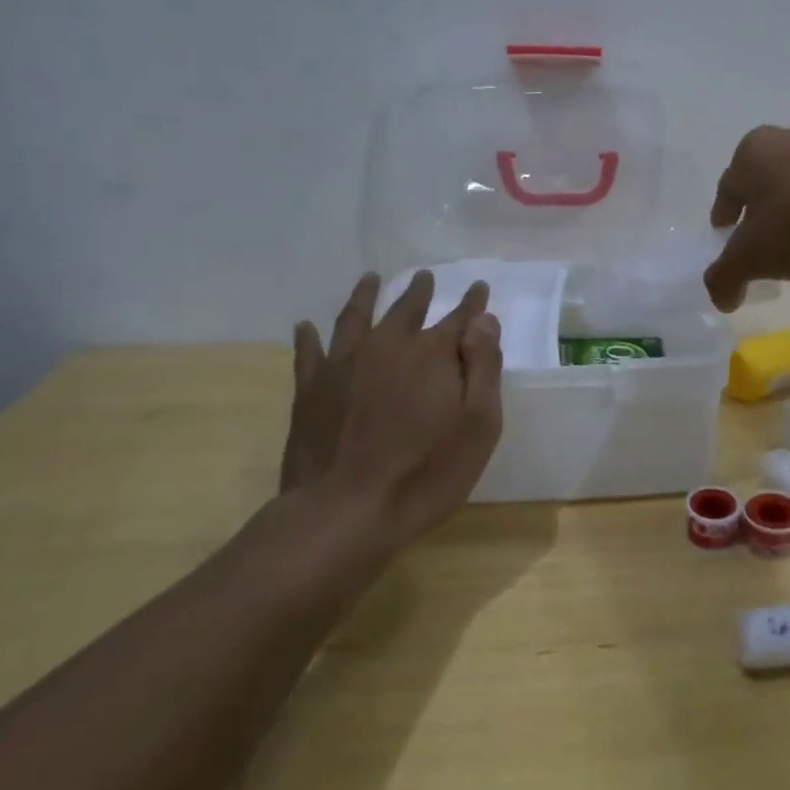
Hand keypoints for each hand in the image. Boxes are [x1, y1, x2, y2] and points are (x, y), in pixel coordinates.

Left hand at [281, 270, 503, 551]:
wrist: (345, 512)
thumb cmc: (426, 473)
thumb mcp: (478, 426)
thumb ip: (483, 368)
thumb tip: (483, 320)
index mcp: (431, 355)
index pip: (460, 319)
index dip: (472, 303)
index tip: (478, 287)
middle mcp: (387, 347)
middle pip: (406, 310)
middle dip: (420, 292)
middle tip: (426, 277)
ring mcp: (343, 365)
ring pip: (356, 317)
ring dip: (365, 296)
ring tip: (370, 279)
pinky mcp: (311, 390)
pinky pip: (308, 353)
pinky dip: (308, 337)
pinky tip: (306, 326)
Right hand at [705, 126, 789, 310]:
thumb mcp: (751, 259)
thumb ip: (724, 278)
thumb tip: (721, 298)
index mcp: (749, 152)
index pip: (726, 194)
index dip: (724, 224)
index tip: (729, 247)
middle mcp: (783, 139)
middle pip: (761, 187)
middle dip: (759, 218)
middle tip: (763, 251)